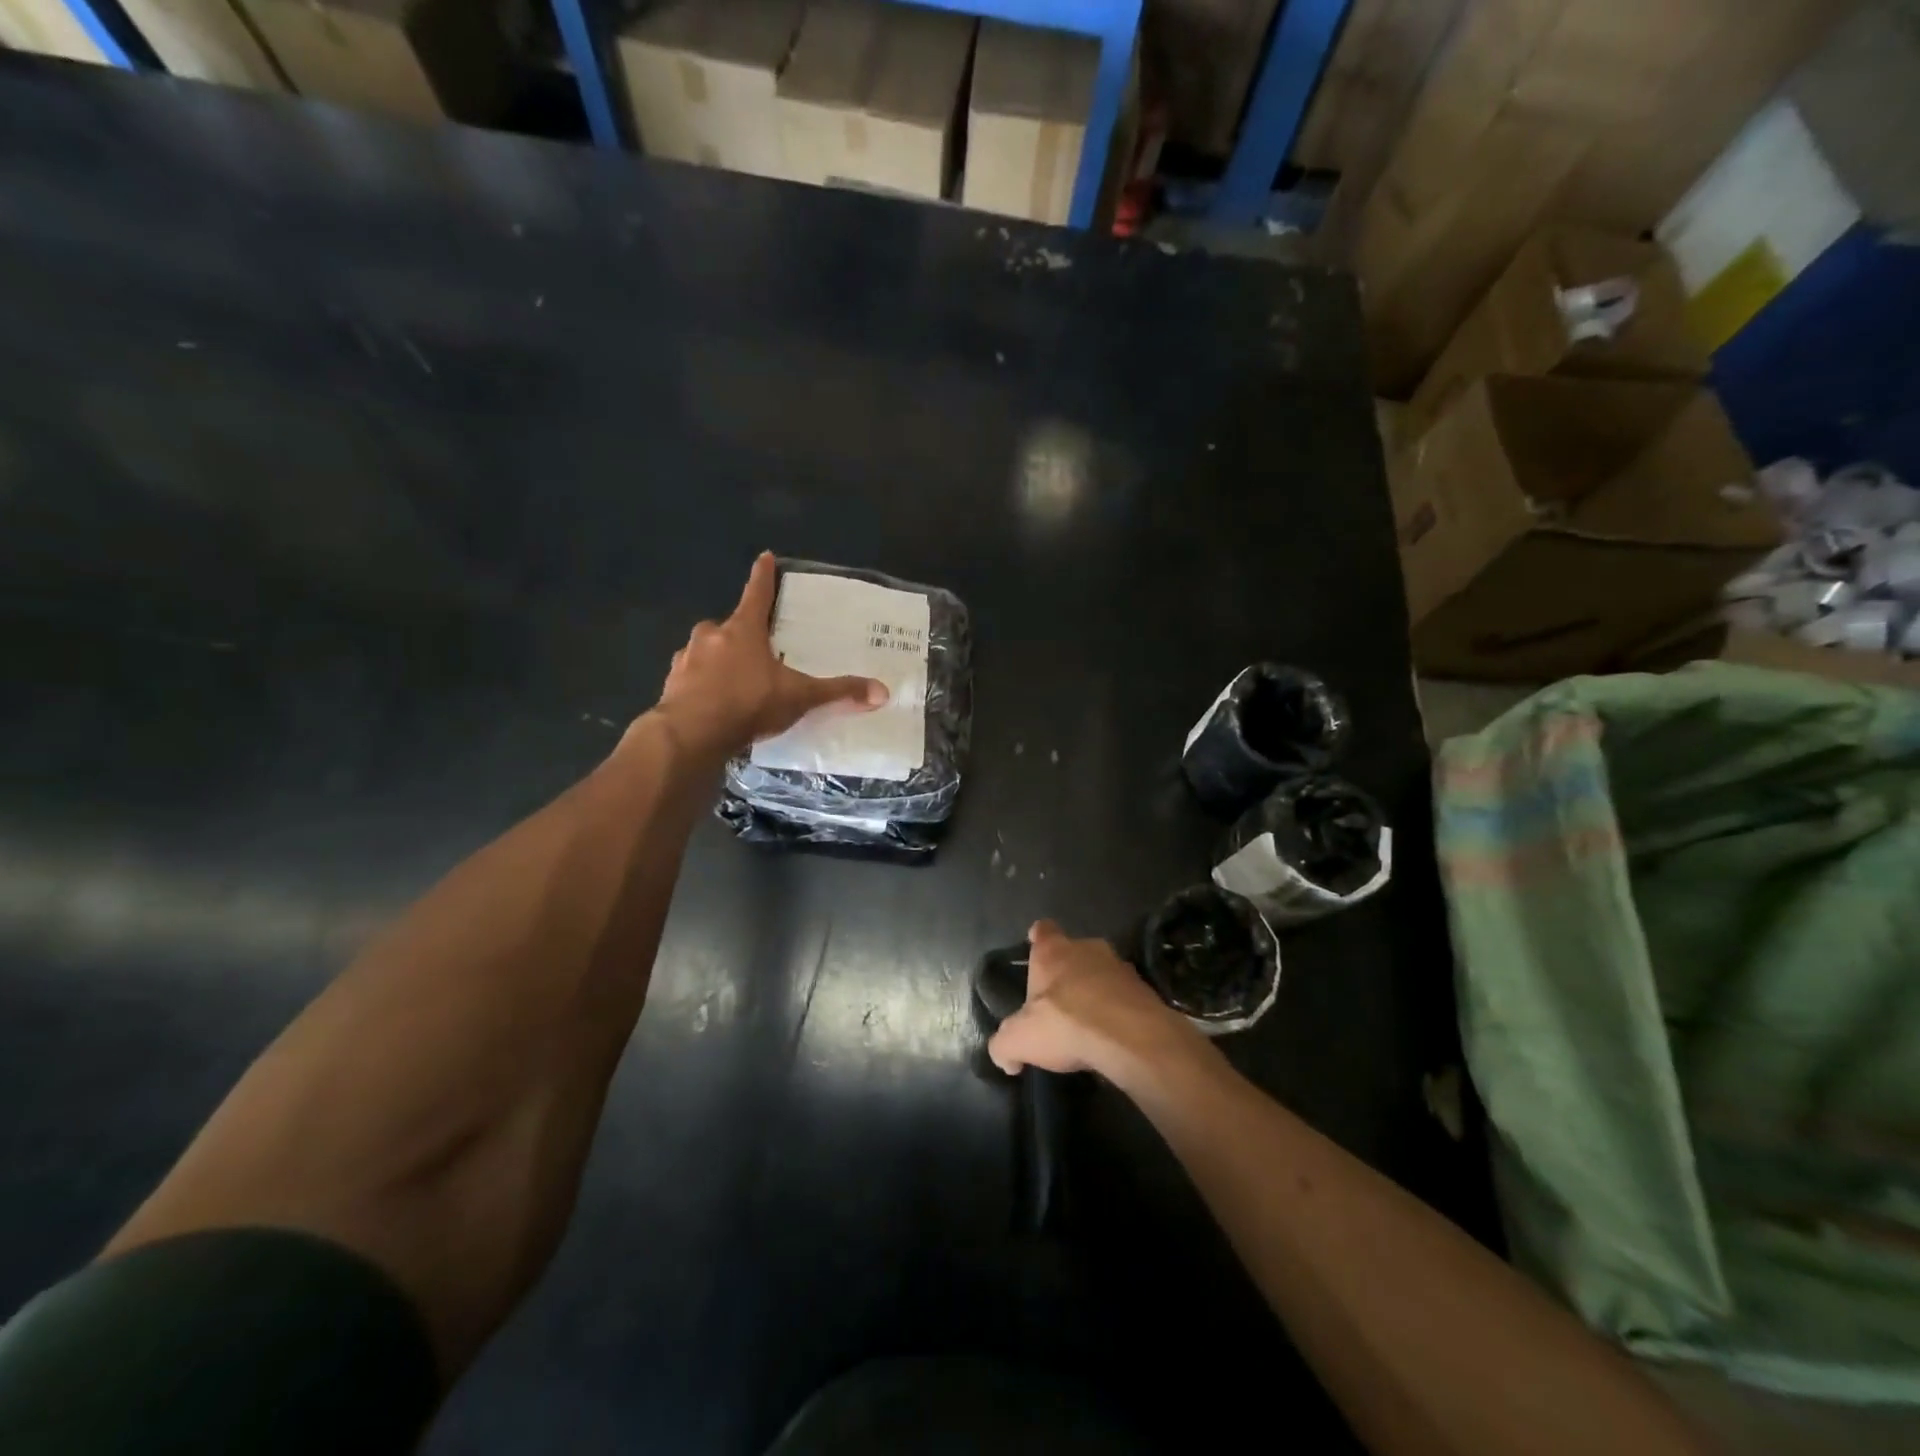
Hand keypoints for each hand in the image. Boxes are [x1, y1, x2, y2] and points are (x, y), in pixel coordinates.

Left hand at [656, 552, 887, 756]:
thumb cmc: (748, 704)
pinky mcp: (671, 685)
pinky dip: (701, 685)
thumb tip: (882, 691)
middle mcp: (711, 637)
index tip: (764, 556)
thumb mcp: (799, 697)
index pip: (757, 594)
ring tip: (735, 684)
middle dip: (739, 634)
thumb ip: (838, 692)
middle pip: (727, 626)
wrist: (691, 735)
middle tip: (755, 651)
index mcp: (743, 630)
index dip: (763, 576)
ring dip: (717, 661)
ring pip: (705, 652)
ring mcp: (686, 659)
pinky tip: (713, 704)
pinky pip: (690, 678)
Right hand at [987, 920, 1202, 1082]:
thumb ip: (1004, 1045)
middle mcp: (1087, 948)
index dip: (1038, 938)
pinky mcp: (1145, 990)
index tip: (1035, 946)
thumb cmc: (1066, 1024)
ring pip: (1102, 972)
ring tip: (1089, 1023)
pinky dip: (1118, 1010)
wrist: (1131, 1038)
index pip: (1043, 930)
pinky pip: (1125, 996)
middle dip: (1068, 971)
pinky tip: (1112, 1036)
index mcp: (1053, 951)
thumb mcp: (1019, 1040)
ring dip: (1096, 991)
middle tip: (1060, 1001)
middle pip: (1074, 952)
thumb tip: (1005, 1057)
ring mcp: (1120, 966)